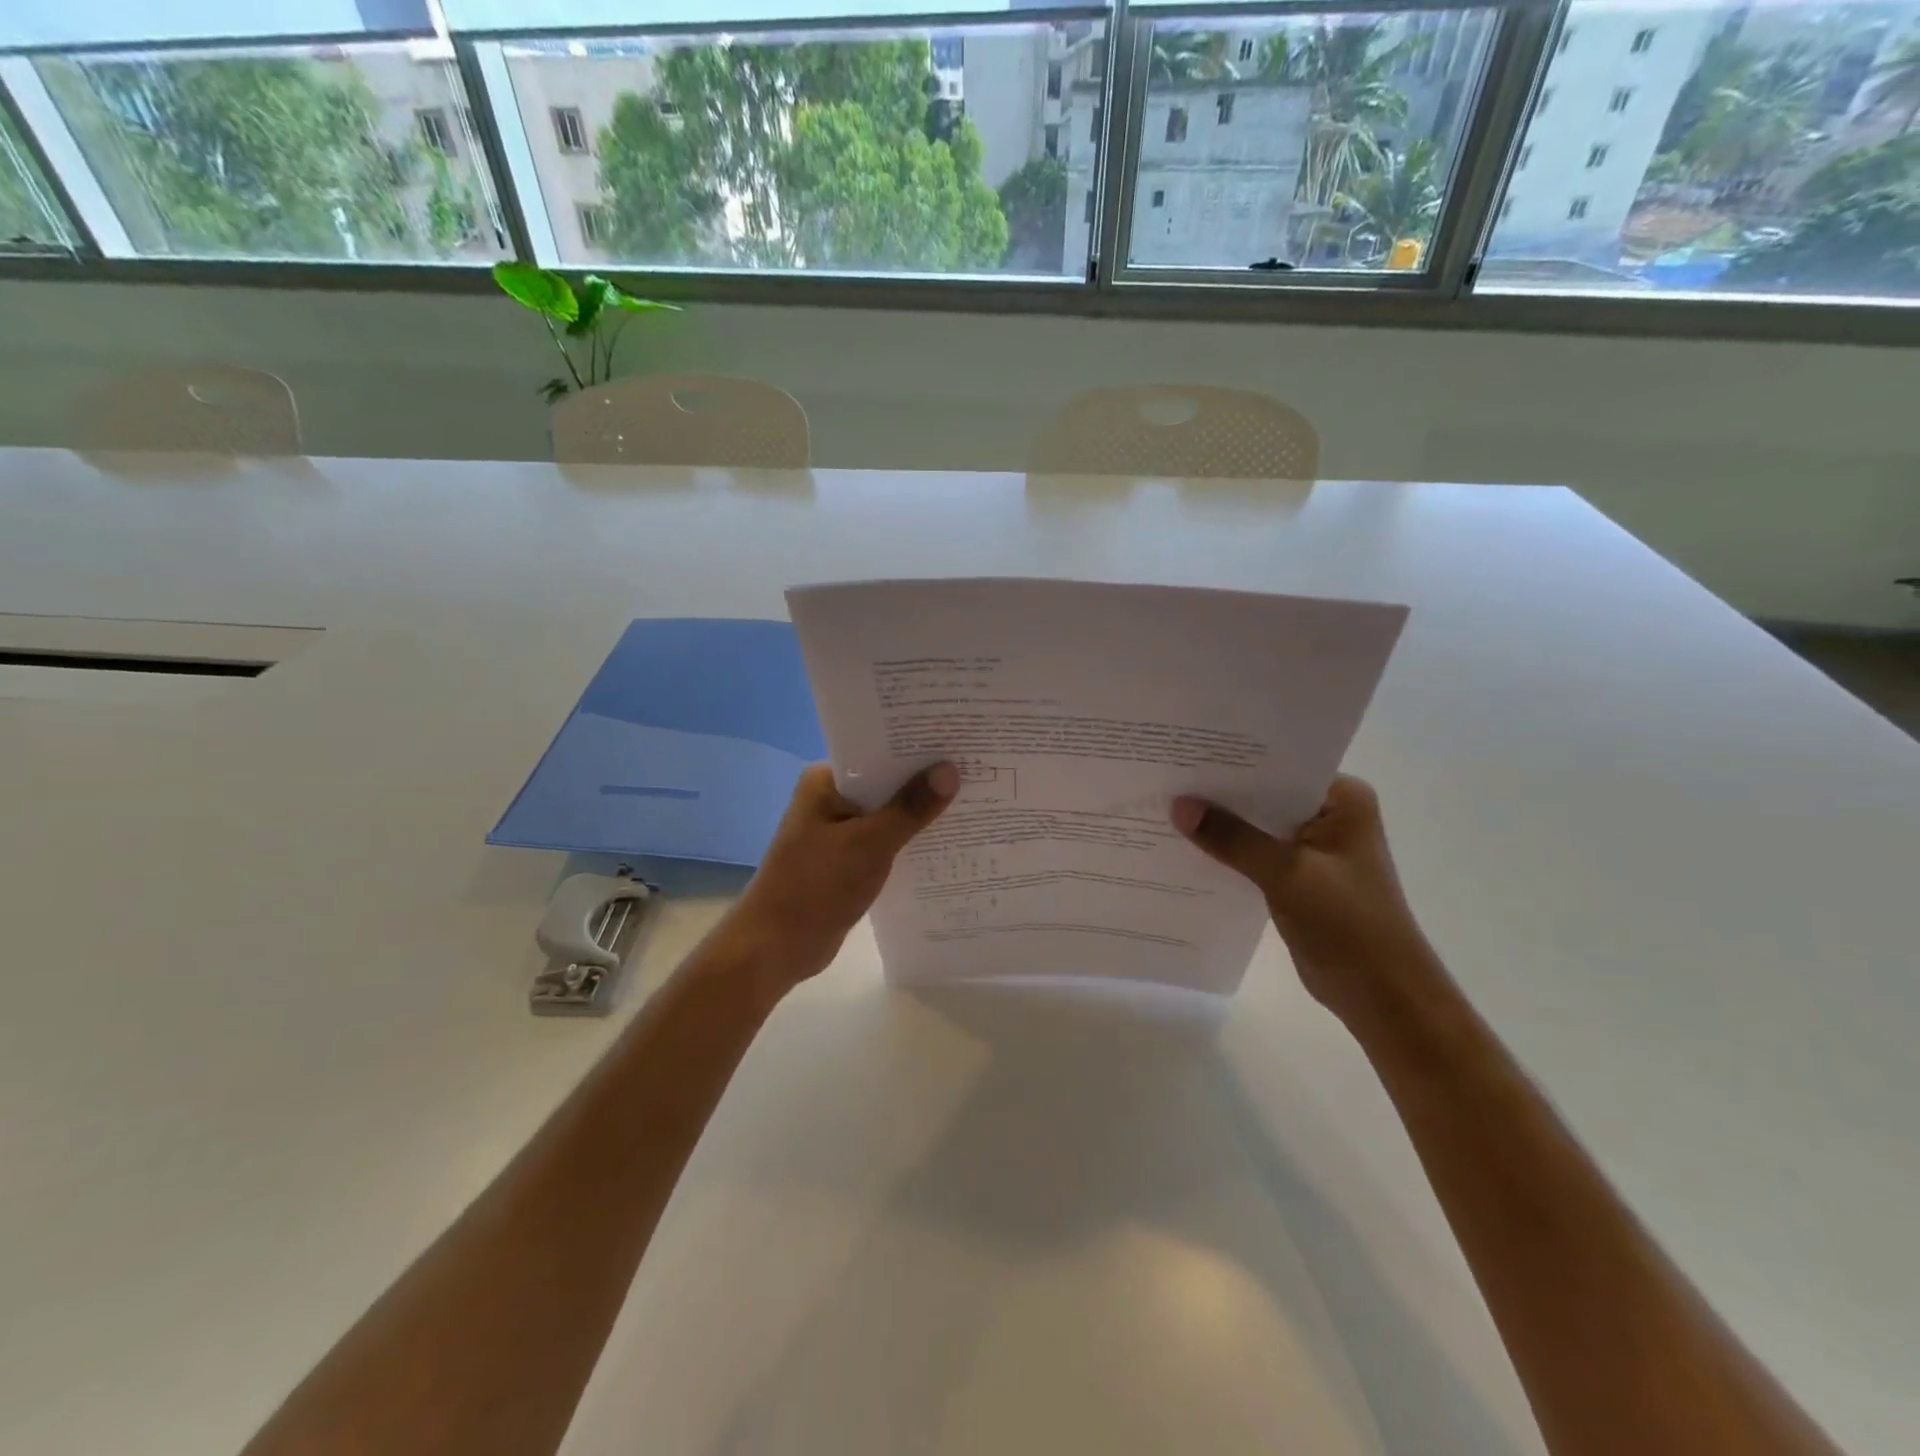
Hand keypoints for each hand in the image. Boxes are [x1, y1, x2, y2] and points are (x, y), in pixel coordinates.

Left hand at [723, 762, 958, 995]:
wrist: (776, 946)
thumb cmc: (817, 885)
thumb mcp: (870, 843)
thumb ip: (911, 808)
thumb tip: (950, 770)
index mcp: (825, 781)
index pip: (878, 752)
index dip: (918, 749)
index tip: (959, 744)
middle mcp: (829, 797)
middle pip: (885, 782)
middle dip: (924, 782)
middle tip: (976, 770)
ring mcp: (836, 829)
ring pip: (886, 813)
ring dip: (918, 814)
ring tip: (970, 802)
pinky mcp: (845, 858)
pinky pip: (883, 840)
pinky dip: (906, 840)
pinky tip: (943, 842)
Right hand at [1172, 774, 1437, 1022]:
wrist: (1381, 995)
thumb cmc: (1350, 924)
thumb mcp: (1288, 874)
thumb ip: (1233, 838)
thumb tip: (1179, 806)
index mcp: (1342, 800)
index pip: (1280, 766)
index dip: (1234, 760)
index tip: (1187, 752)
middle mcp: (1328, 814)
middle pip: (1263, 794)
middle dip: (1219, 792)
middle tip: (1166, 776)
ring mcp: (1311, 846)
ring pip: (1255, 825)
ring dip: (1219, 823)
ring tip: (1165, 805)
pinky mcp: (1295, 875)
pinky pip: (1253, 852)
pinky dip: (1226, 851)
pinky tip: (1185, 846)